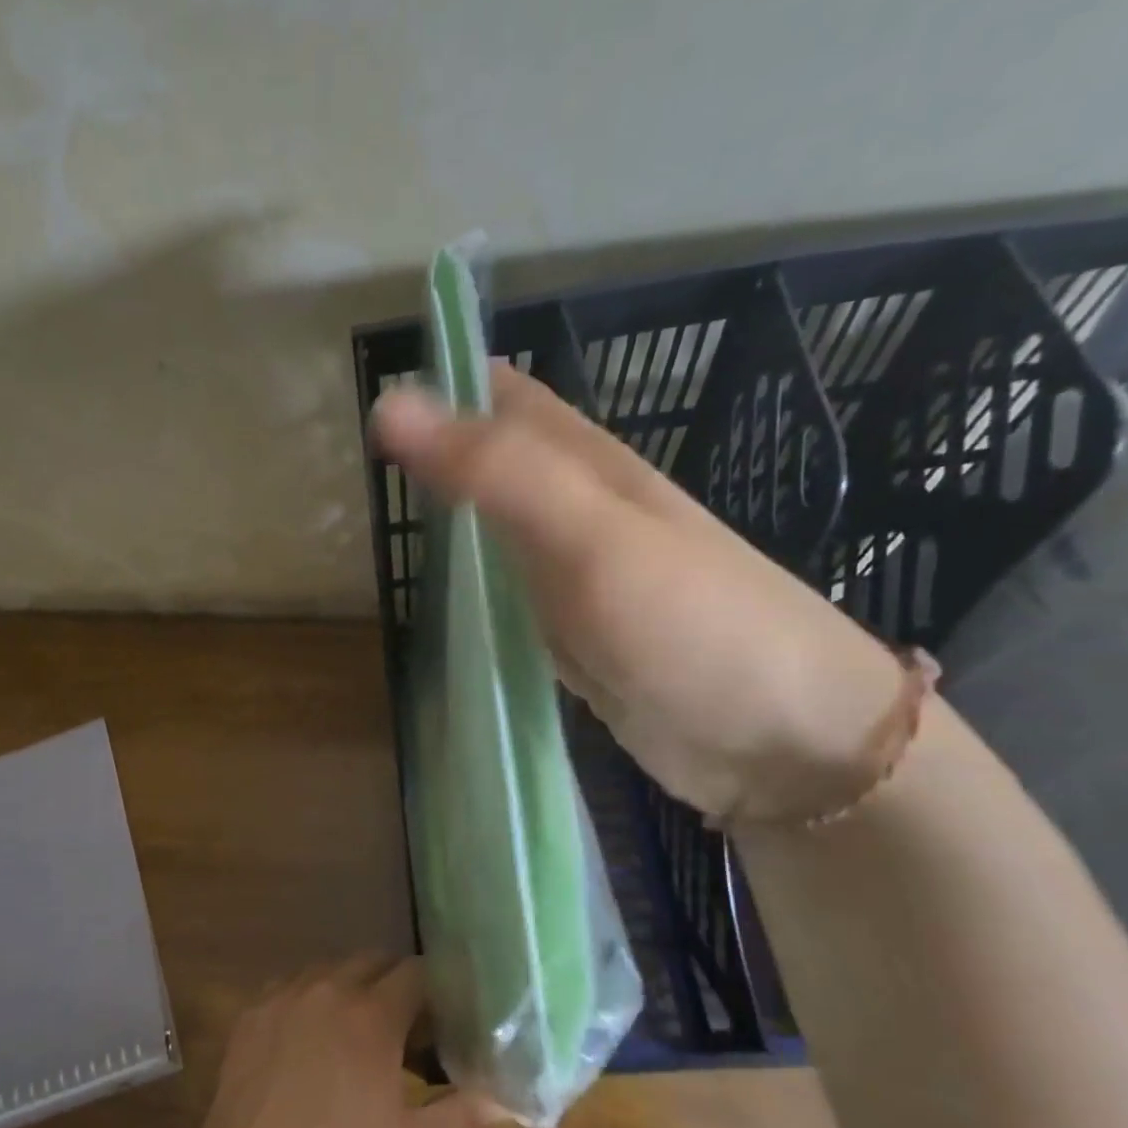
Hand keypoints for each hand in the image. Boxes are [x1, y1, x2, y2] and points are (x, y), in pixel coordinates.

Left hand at [183, 955, 499, 1127]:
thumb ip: (462, 1114)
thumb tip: (505, 1097)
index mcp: (371, 1015)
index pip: (414, 972)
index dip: (434, 986)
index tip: (443, 1009)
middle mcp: (327, 989)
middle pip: (371, 960)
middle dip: (394, 980)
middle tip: (405, 1021)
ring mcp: (284, 996)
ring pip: (328, 968)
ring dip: (350, 984)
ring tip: (357, 1025)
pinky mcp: (251, 1011)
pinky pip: (290, 984)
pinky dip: (309, 996)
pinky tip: (310, 1033)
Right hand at [374, 362, 902, 822]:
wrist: (778, 742)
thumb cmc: (692, 625)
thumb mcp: (592, 536)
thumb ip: (497, 470)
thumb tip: (391, 403)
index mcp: (586, 463)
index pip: (499, 396)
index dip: (435, 386)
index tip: (360, 406)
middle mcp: (575, 508)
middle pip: (486, 462)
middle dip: (424, 457)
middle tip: (349, 473)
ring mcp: (570, 575)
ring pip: (487, 527)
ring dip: (437, 519)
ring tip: (370, 524)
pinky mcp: (565, 634)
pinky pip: (499, 591)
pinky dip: (460, 584)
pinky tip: (426, 594)